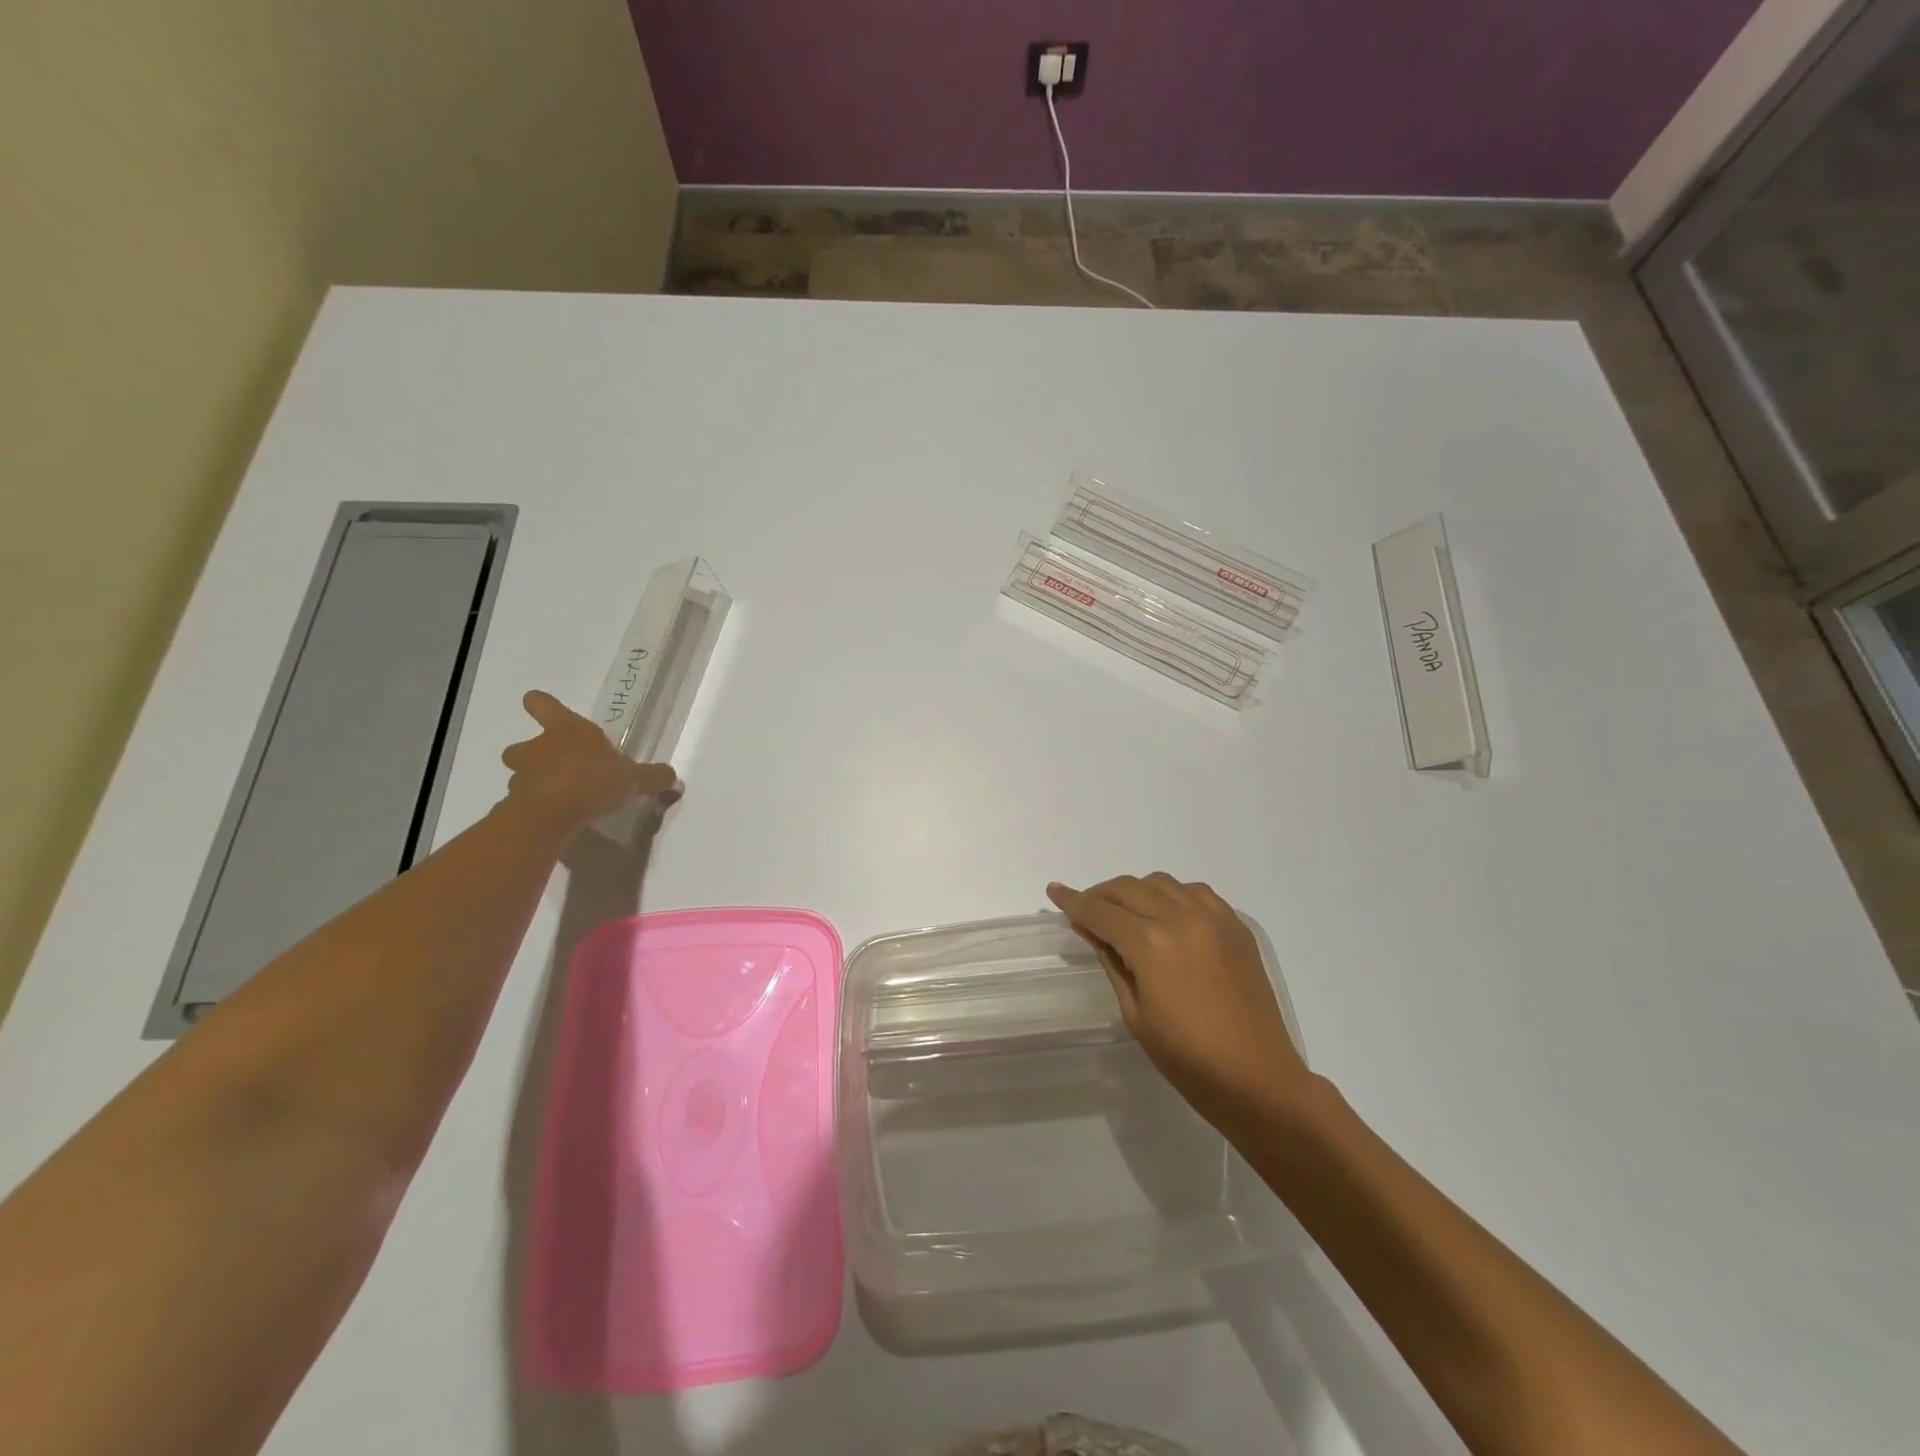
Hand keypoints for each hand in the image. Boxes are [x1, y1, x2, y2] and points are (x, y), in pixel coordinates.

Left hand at [499, 690, 680, 835]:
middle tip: (553, 764)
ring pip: (520, 772)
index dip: (541, 705)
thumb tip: (674, 777)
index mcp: (567, 729)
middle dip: (531, 753)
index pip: (543, 704)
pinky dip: (534, 805)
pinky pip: (523, 799)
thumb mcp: (634, 779)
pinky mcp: (515, 802)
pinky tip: (553, 815)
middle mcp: (539, 747)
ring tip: (556, 794)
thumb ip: (653, 776)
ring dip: (533, 779)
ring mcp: (522, 775)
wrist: (551, 813)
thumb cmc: (593, 780)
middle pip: (521, 744)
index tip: (540, 707)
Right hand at [1047, 874, 1310, 1127]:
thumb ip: (1112, 963)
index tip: (1054, 892)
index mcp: (1151, 945)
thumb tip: (1093, 931)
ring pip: (1162, 882)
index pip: (1100, 912)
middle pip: (1128, 888)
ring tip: (1124, 911)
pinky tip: (1166, 914)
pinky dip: (1172, 894)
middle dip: (1100, 894)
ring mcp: (1213, 918)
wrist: (1258, 1079)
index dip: (1073, 902)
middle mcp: (1181, 918)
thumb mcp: (1135, 1014)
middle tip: (1085, 909)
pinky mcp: (1236, 926)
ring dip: (1135, 890)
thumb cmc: (1187, 1059)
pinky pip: (1196, 892)